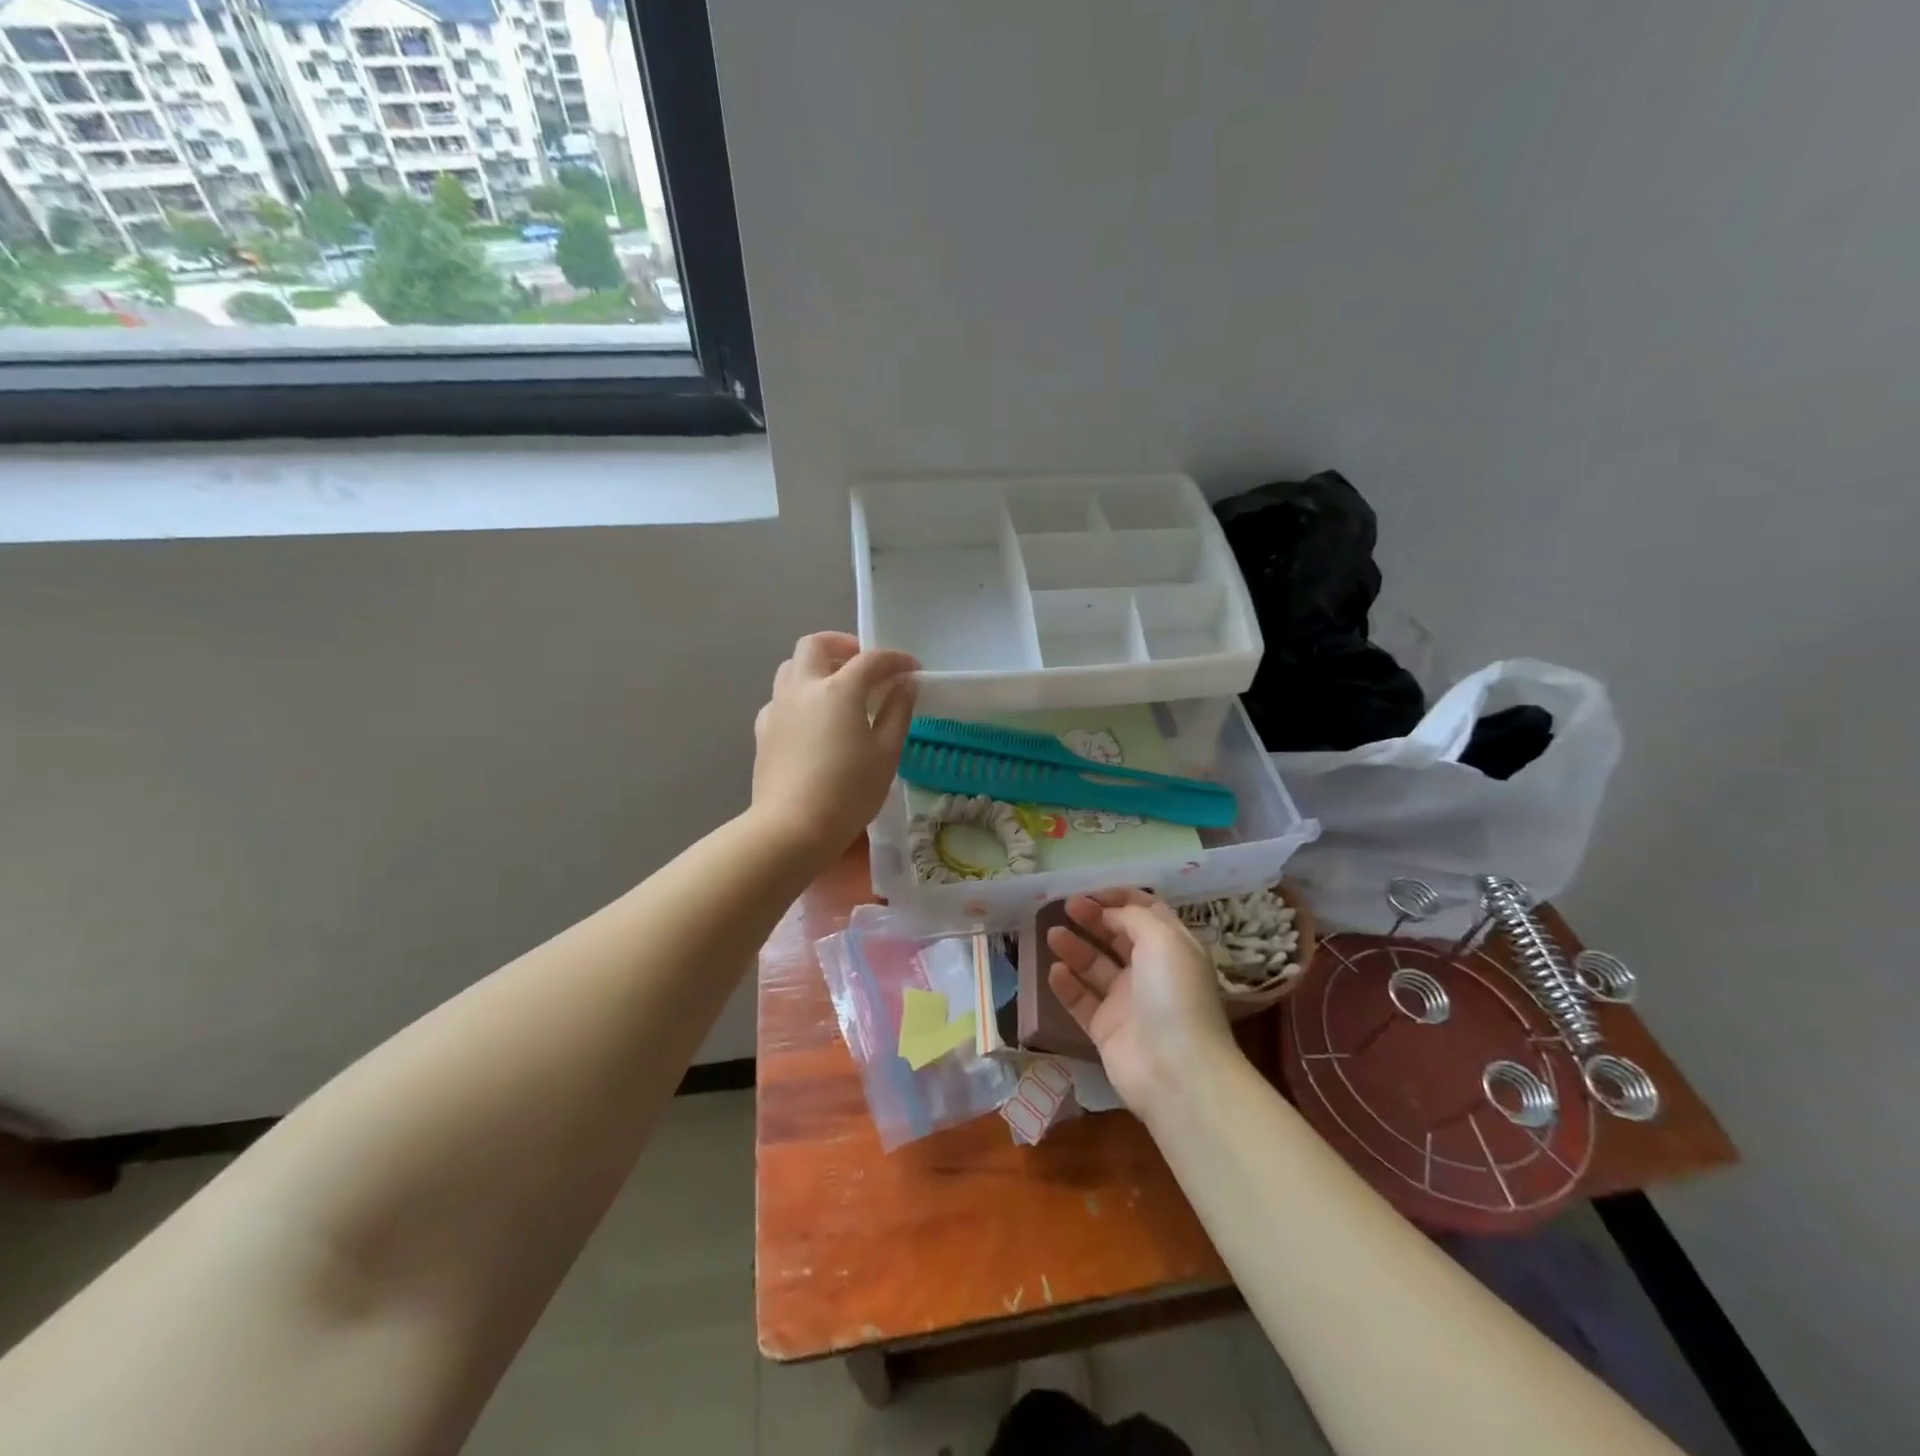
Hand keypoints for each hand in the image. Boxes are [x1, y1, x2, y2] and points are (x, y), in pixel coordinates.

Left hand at [752, 632, 917, 856]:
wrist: (792, 828)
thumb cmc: (849, 792)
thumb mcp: (886, 754)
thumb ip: (897, 712)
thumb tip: (905, 685)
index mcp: (838, 690)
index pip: (871, 660)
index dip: (896, 660)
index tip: (912, 670)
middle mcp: (803, 688)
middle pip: (816, 645)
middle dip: (842, 645)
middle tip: (864, 665)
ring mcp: (778, 707)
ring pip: (791, 667)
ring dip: (816, 666)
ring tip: (837, 689)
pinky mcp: (763, 730)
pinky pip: (780, 698)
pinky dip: (799, 696)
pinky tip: (812, 720)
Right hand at [1048, 889, 1239, 1112]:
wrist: (1176, 1072)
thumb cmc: (1173, 995)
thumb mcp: (1162, 939)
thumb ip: (1132, 917)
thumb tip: (1109, 913)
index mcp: (1172, 948)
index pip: (1146, 912)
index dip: (1120, 898)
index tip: (1092, 891)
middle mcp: (1151, 972)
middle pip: (1118, 936)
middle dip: (1093, 918)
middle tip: (1066, 906)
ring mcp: (1128, 1002)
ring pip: (1096, 967)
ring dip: (1075, 948)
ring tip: (1052, 934)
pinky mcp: (1107, 1029)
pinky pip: (1082, 1000)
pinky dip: (1067, 985)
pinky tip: (1054, 971)